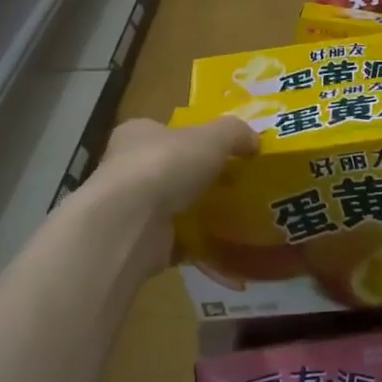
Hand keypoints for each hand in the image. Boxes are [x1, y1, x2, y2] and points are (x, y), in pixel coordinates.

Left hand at [88, 116, 256, 273]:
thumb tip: (254, 140)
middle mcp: (127, 168)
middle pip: (169, 170)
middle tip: (234, 186)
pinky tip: (226, 250)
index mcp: (137, 134)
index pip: (164, 132)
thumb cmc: (166, 165)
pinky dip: (198, 248)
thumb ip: (234, 133)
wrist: (131, 223)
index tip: (221, 152)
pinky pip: (177, 243)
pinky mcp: (139, 243)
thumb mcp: (211, 137)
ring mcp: (131, 208)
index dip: (191, 139)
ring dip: (198, 214)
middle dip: (198, 179)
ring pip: (172, 208)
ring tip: (237, 219)